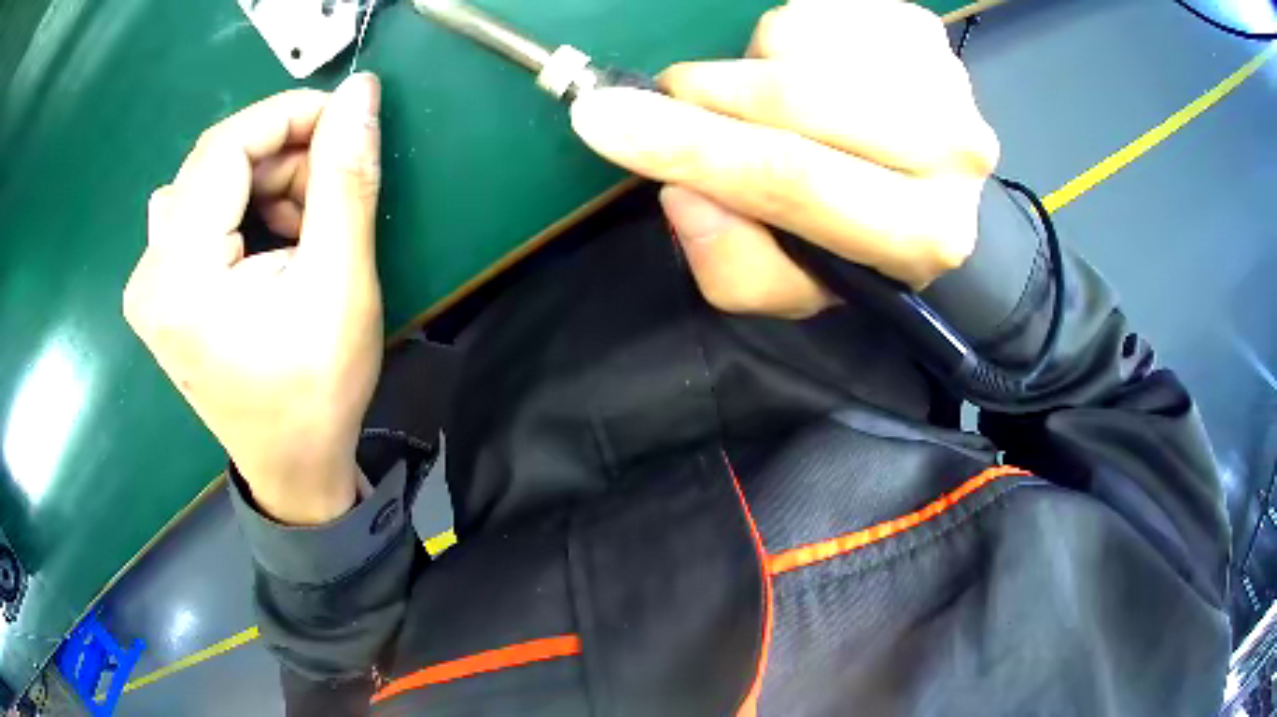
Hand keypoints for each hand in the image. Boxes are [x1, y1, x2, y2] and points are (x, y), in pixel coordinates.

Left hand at [124, 74, 383, 524]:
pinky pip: (199, 212)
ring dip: (265, 185)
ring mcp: (149, 282)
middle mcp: (148, 272)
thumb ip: (346, 179)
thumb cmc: (317, 393)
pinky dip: (244, 209)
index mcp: (178, 277)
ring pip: (209, 182)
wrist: (292, 468)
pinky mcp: (160, 289)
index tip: (344, 121)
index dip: (288, 116)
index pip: (224, 148)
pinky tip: (271, 247)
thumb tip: (360, 92)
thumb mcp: (341, 284)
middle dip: (281, 159)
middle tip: (330, 197)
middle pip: (214, 162)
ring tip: (305, 234)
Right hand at [570, 0, 997, 317]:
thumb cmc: (852, 237)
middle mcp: (956, 155)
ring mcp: (946, 80)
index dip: (689, 148)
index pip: (794, 181)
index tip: (602, 120)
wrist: (923, 181)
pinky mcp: (923, 30)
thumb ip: (734, 264)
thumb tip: (682, 191)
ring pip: (798, 42)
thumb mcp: (793, 284)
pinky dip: (785, 38)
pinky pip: (815, 12)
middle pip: (797, 97)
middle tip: (678, 100)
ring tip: (769, 99)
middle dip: (708, 95)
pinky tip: (810, 72)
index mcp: (923, 236)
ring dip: (754, 67)